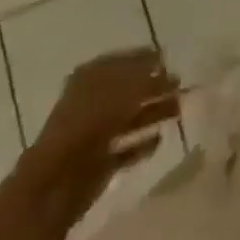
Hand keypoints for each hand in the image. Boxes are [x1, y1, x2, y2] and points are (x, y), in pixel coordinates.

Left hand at [30, 47, 180, 201]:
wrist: (58, 181)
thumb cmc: (91, 122)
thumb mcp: (124, 91)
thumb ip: (148, 79)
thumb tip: (165, 70)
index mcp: (92, 77)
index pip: (123, 61)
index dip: (146, 59)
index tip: (169, 60)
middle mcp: (92, 101)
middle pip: (129, 90)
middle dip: (155, 88)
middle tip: (180, 86)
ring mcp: (94, 133)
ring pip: (130, 118)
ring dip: (154, 113)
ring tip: (179, 110)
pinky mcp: (99, 163)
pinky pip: (126, 148)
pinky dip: (142, 144)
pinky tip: (160, 140)